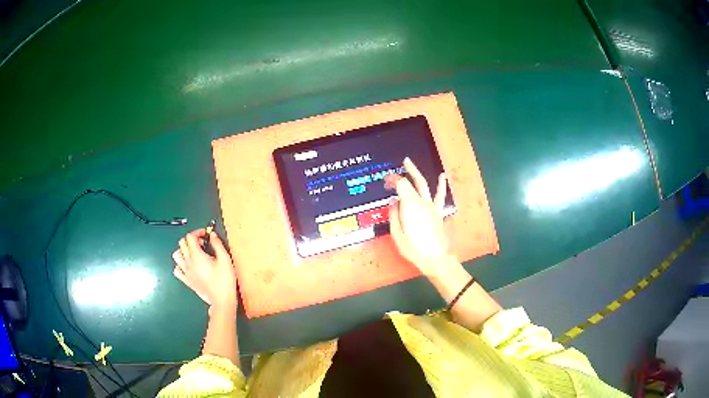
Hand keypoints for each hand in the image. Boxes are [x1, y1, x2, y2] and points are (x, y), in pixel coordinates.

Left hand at [172, 229, 237, 309]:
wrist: (221, 300)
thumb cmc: (224, 281)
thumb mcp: (225, 260)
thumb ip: (217, 245)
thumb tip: (212, 235)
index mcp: (197, 256)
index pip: (190, 237)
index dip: (198, 232)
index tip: (206, 235)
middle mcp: (189, 262)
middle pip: (182, 243)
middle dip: (191, 239)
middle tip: (202, 243)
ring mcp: (186, 272)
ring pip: (176, 255)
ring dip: (183, 251)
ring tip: (193, 253)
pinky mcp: (187, 280)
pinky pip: (177, 270)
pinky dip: (180, 265)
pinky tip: (188, 266)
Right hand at [386, 157, 450, 275]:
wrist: (435, 259)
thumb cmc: (413, 249)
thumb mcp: (397, 234)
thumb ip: (394, 215)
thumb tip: (393, 202)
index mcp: (410, 206)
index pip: (401, 185)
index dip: (393, 179)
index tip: (386, 181)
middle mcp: (422, 202)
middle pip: (413, 182)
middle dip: (406, 172)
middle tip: (400, 164)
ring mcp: (432, 207)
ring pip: (425, 185)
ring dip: (417, 173)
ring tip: (411, 164)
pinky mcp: (438, 213)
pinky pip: (440, 196)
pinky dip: (441, 185)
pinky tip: (442, 177)